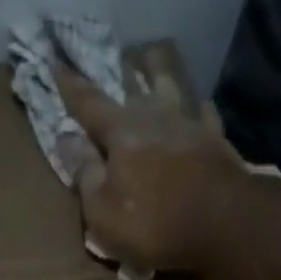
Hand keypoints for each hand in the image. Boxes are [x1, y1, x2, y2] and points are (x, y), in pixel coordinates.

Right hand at [55, 62, 247, 272]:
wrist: (225, 225)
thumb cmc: (153, 224)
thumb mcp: (102, 211)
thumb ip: (85, 173)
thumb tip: (66, 139)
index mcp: (121, 131)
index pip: (88, 102)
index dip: (70, 85)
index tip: (55, 61)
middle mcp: (155, 116)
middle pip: (133, 84)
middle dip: (116, 70)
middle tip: (108, 54)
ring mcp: (190, 124)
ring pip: (172, 85)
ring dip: (159, 70)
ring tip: (152, 56)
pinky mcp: (218, 141)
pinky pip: (204, 113)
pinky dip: (197, 106)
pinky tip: (198, 103)